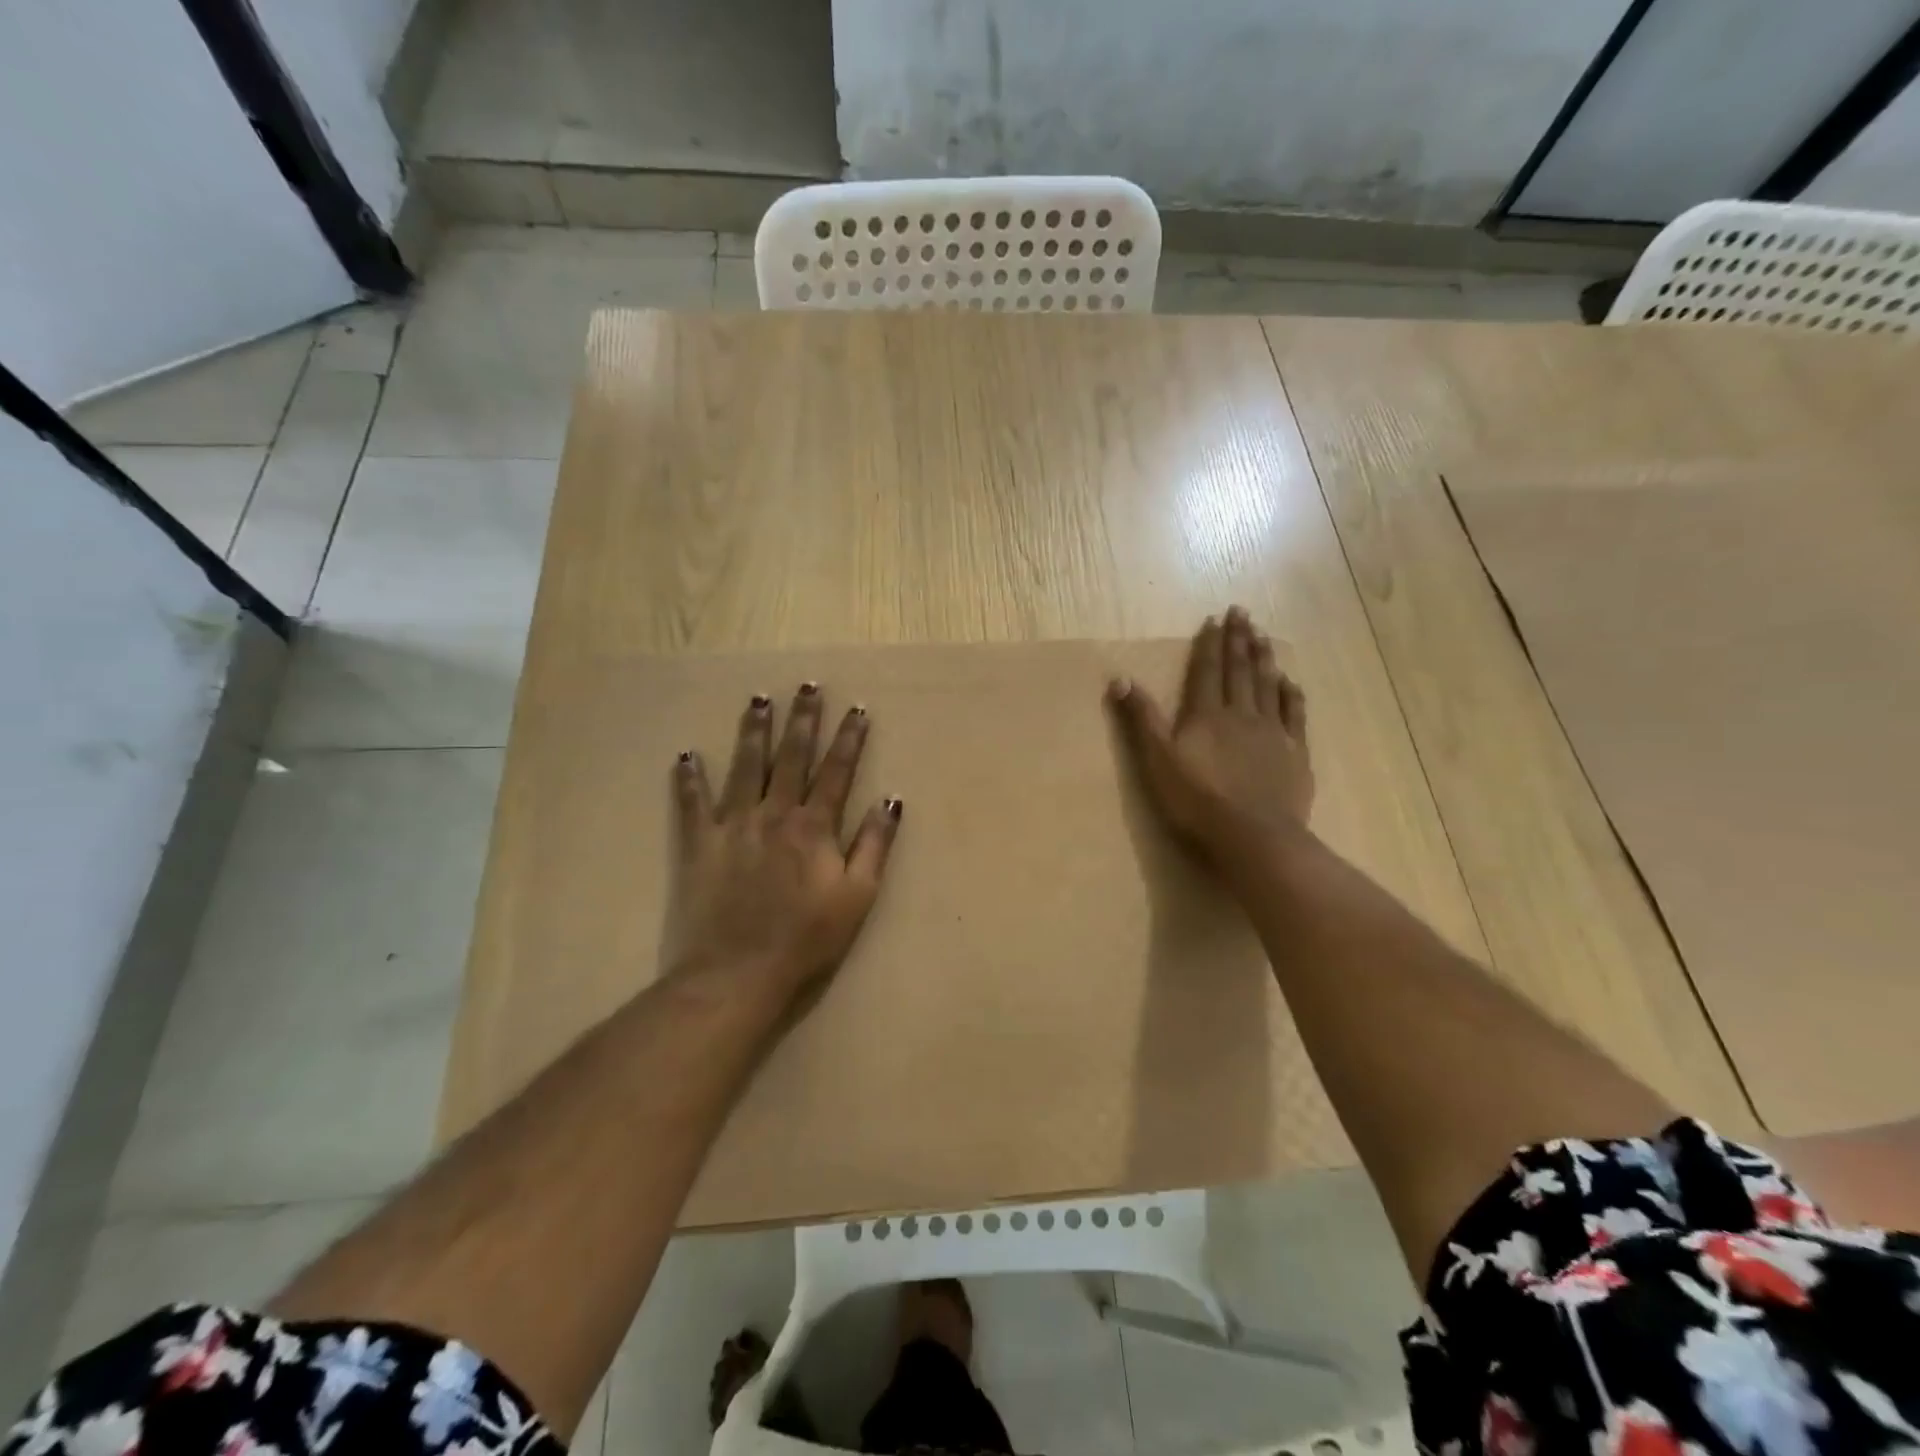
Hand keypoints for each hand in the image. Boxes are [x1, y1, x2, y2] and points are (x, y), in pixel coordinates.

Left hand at [667, 684, 900, 999]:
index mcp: (814, 827)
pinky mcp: (700, 844)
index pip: (837, 772)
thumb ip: (874, 845)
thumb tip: (890, 800)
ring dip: (754, 731)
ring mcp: (734, 826)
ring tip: (759, 699)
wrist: (737, 973)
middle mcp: (774, 814)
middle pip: (792, 757)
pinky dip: (689, 779)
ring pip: (745, 767)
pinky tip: (686, 755)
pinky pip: (692, 804)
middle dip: (803, 720)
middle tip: (807, 686)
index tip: (856, 709)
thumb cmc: (807, 940)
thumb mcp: (857, 897)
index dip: (848, 739)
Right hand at [1107, 607, 1313, 873]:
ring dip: (1264, 658)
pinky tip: (1290, 681)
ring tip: (1263, 635)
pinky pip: (1294, 714)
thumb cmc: (1196, 801)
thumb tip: (1119, 678)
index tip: (1215, 618)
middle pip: (1239, 670)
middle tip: (1243, 612)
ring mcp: (1272, 732)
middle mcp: (1241, 714)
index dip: (1209, 644)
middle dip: (1238, 640)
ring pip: (1267, 685)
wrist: (1253, 835)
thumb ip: (1141, 719)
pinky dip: (1291, 694)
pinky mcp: (1294, 753)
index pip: (1206, 671)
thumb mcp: (1156, 760)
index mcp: (1206, 715)